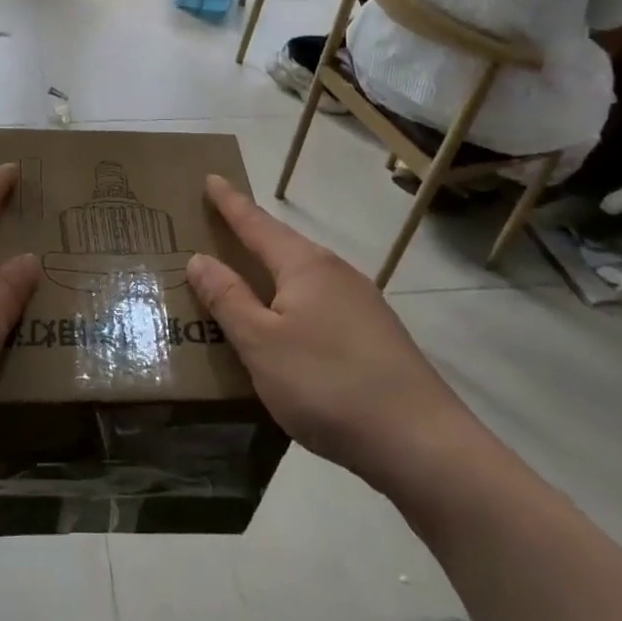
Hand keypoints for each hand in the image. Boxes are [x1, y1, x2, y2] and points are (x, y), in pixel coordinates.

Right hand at [187, 175, 481, 493]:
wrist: (422, 443)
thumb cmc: (328, 384)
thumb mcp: (261, 343)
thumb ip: (227, 299)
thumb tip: (199, 258)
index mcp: (305, 265)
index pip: (257, 223)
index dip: (230, 202)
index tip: (211, 177)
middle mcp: (336, 273)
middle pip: (283, 246)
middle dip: (250, 237)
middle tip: (218, 229)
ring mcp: (362, 304)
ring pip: (303, 278)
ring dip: (271, 274)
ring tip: (245, 279)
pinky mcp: (375, 336)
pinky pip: (319, 305)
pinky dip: (292, 303)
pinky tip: (288, 329)